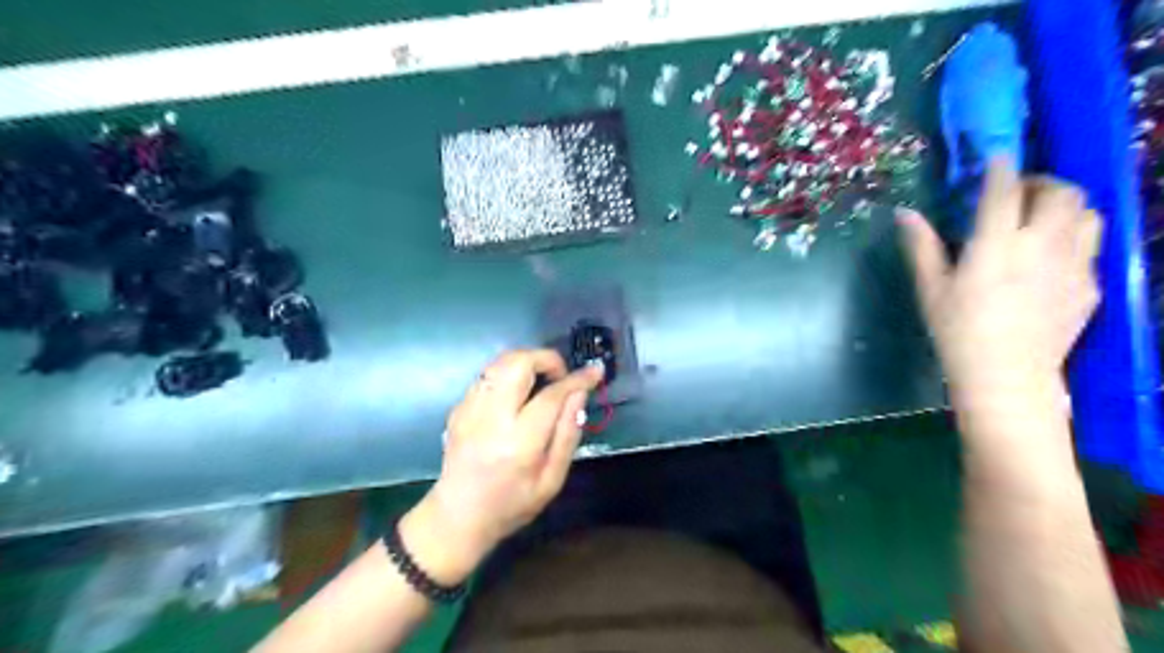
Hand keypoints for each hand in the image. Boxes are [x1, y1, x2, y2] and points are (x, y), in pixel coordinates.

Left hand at [398, 350, 599, 583]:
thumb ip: (567, 434)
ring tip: (540, 383)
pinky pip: (487, 375)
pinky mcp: (458, 407)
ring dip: (526, 363)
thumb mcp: (552, 480)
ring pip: (500, 362)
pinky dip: (508, 375)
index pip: (551, 395)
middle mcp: (491, 418)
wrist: (457, 517)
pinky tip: (516, 396)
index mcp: (519, 442)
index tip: (594, 371)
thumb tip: (580, 394)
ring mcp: (470, 409)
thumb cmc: (511, 504)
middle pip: (518, 363)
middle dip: (546, 359)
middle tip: (560, 377)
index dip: (577, 379)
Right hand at [897, 158, 1103, 411]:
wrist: (1007, 376)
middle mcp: (1042, 245)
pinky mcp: (1090, 284)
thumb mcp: (931, 289)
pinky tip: (1050, 259)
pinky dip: (1073, 239)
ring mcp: (1074, 264)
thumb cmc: (958, 331)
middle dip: (1042, 183)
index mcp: (996, 245)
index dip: (1000, 168)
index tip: (997, 156)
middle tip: (1019, 194)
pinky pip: (1090, 246)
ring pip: (1088, 213)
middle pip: (1061, 192)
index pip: (1003, 192)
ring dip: (1066, 206)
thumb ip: (921, 246)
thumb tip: (904, 213)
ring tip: (1043, 218)